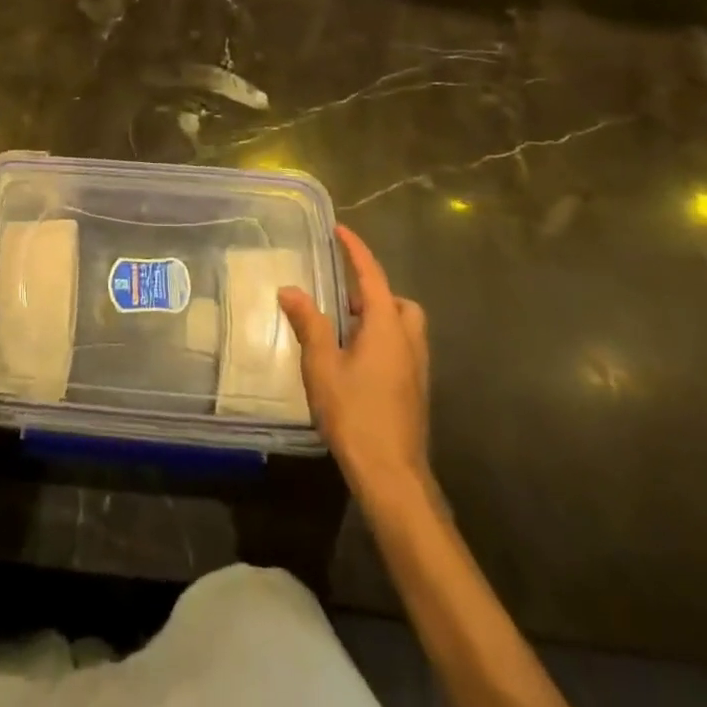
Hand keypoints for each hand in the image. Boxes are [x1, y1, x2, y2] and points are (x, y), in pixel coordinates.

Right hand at [278, 225, 429, 498]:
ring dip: (378, 317)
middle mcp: (408, 341)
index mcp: (387, 327)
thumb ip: (309, 324)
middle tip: (342, 298)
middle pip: (397, 301)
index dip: (356, 251)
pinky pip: (401, 348)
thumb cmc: (355, 414)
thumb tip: (290, 290)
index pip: (372, 276)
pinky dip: (381, 340)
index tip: (340, 230)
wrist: (392, 475)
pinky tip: (354, 361)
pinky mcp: (415, 390)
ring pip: (403, 326)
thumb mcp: (322, 365)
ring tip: (344, 329)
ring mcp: (416, 368)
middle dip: (374, 292)